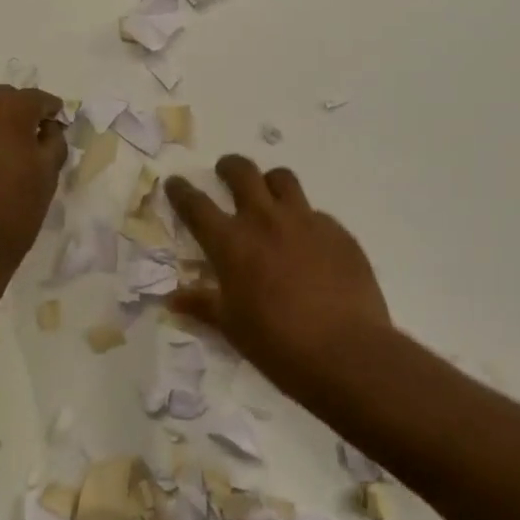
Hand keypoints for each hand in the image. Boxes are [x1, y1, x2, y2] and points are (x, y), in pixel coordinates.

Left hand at [0, 86, 66, 301]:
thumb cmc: (13, 209)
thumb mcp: (48, 172)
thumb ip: (54, 139)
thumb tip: (47, 128)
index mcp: (6, 106)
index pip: (38, 99)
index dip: (52, 112)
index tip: (59, 125)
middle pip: (6, 99)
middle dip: (22, 114)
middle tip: (35, 140)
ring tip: (9, 152)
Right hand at [165, 155, 390, 395]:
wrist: (347, 352)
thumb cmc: (278, 344)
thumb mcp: (232, 326)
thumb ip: (202, 304)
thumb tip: (172, 299)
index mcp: (232, 243)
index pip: (196, 205)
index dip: (181, 191)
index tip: (175, 183)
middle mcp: (265, 220)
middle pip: (242, 172)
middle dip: (229, 167)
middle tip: (225, 173)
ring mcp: (305, 221)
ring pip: (282, 179)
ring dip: (269, 182)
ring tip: (268, 195)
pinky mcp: (337, 231)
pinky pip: (315, 212)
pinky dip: (304, 219)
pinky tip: (308, 243)